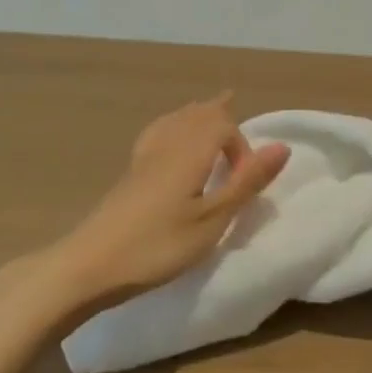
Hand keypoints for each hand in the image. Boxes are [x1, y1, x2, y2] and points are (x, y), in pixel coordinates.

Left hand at [49, 95, 290, 307]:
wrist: (89, 265)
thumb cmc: (158, 246)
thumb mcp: (212, 220)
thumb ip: (246, 183)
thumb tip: (282, 146)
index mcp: (190, 152)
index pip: (223, 126)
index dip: (242, 147)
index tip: (245, 182)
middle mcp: (168, 145)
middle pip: (197, 114)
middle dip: (220, 114)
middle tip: (233, 107)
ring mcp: (144, 158)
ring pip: (175, 120)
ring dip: (197, 115)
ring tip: (209, 111)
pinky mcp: (130, 174)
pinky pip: (158, 132)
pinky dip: (174, 126)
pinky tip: (170, 138)